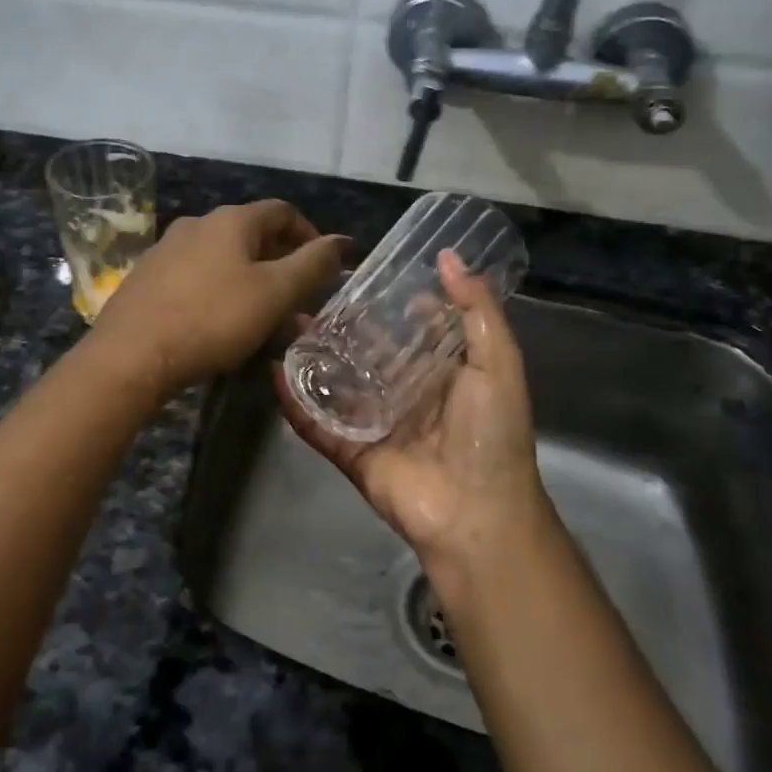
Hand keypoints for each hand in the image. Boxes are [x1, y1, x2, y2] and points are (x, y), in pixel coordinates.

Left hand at [90, 199, 348, 395]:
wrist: (131, 353)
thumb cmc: (212, 319)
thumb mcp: (274, 294)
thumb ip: (313, 265)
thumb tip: (343, 241)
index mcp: (231, 220)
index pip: (283, 212)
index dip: (310, 235)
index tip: (324, 268)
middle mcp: (197, 223)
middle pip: (252, 235)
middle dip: (281, 264)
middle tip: (297, 300)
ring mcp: (167, 249)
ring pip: (223, 259)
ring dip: (250, 281)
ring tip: (263, 318)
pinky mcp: (147, 277)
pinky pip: (196, 277)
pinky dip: (219, 292)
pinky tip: (220, 323)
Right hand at [275, 251, 555, 570]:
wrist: (475, 514)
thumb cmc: (490, 434)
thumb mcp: (496, 363)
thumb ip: (475, 310)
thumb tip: (448, 257)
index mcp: (442, 375)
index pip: (410, 332)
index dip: (389, 306)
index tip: (362, 277)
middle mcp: (406, 396)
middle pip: (367, 356)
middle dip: (342, 330)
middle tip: (311, 299)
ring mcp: (375, 425)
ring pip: (337, 386)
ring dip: (313, 359)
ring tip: (285, 326)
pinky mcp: (350, 452)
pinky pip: (317, 424)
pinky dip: (294, 402)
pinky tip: (274, 373)